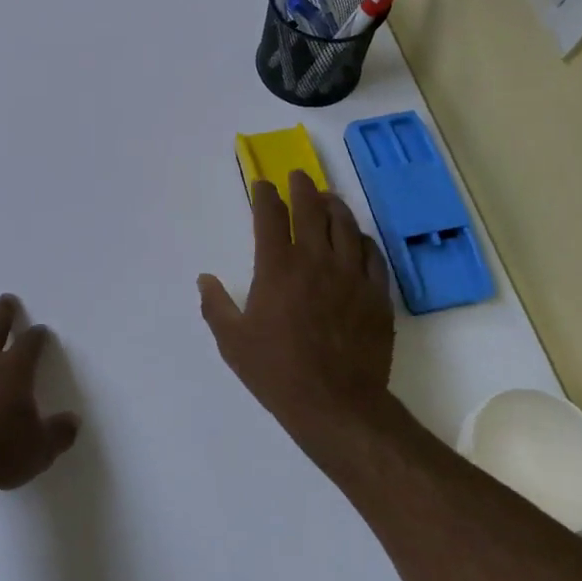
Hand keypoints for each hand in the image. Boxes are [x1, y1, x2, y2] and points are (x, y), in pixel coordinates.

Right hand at [198, 171, 397, 460]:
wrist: (336, 405)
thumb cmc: (277, 371)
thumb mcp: (232, 341)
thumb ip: (215, 305)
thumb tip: (205, 279)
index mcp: (277, 268)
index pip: (270, 216)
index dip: (265, 195)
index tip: (262, 184)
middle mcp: (315, 261)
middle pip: (312, 209)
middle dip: (302, 187)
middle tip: (298, 176)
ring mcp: (351, 276)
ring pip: (345, 226)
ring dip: (334, 205)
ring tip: (328, 197)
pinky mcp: (376, 295)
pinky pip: (372, 255)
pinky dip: (362, 239)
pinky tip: (357, 238)